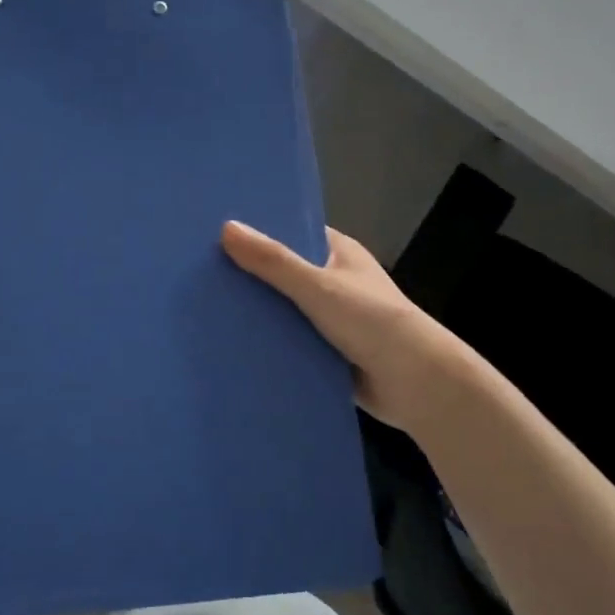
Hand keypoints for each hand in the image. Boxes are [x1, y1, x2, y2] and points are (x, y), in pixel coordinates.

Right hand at [221, 221, 478, 433]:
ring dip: (255, 314)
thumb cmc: (373, 322)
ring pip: (283, 311)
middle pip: (283, 274)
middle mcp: (333, 282)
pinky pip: (288, 343)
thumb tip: (226, 228)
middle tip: (197, 274)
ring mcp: (330, 320)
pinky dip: (267, 345)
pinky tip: (228, 347)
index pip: (292, 233)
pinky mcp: (325, 353)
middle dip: (249, 276)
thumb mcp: (319, 287)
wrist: (418, 385)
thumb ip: (273, 262)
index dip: (258, 232)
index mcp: (338, 253)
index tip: (213, 232)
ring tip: (202, 310)